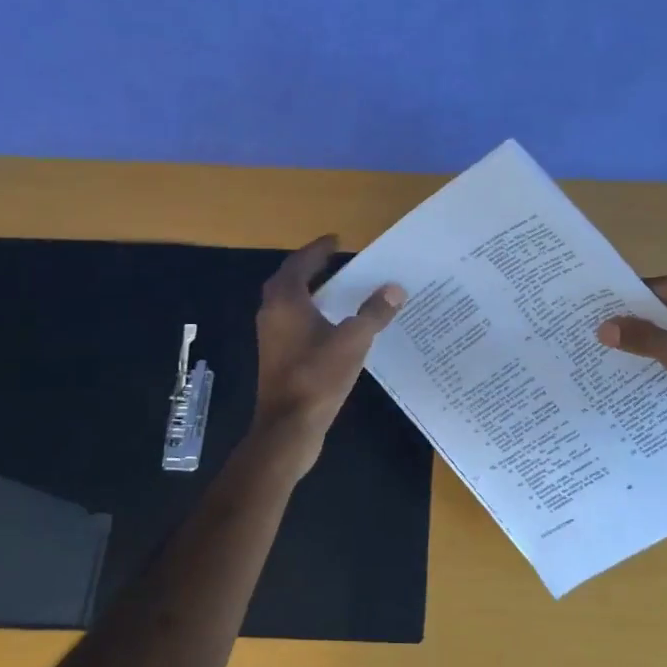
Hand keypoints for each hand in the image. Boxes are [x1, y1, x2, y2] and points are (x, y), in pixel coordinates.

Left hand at [252, 235, 403, 475]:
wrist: (288, 426)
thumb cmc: (318, 376)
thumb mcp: (353, 340)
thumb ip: (374, 312)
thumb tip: (394, 288)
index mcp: (286, 301)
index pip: (301, 263)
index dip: (319, 249)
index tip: (337, 240)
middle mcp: (272, 313)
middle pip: (290, 280)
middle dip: (313, 268)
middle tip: (338, 261)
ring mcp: (272, 337)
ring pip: (290, 303)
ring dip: (312, 292)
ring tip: (340, 288)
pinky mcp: (277, 357)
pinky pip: (294, 323)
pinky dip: (312, 314)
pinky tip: (334, 325)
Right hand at [597, 269, 666, 448]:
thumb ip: (643, 338)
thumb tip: (603, 328)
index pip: (657, 288)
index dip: (626, 305)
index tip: (595, 320)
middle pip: (665, 306)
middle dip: (637, 325)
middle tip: (598, 340)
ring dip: (652, 342)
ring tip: (614, 356)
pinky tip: (646, 369)